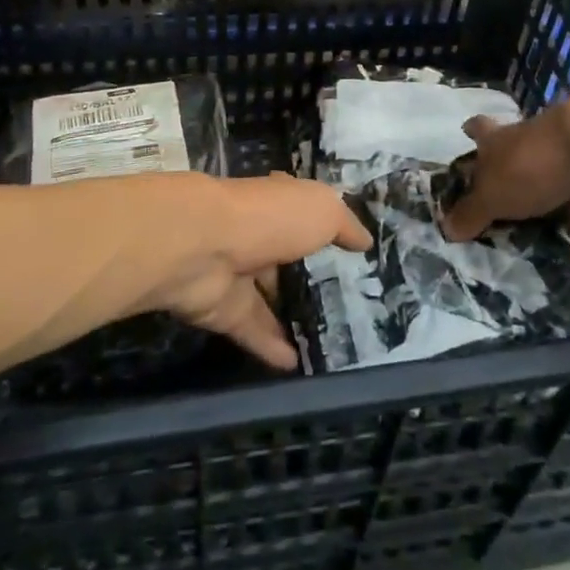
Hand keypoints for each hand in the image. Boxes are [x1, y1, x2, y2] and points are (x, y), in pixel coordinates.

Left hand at [147, 174, 370, 370]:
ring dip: (291, 316)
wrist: (204, 246)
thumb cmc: (270, 217)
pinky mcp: (224, 310)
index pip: (301, 211)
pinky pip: (253, 331)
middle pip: (285, 257)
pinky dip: (273, 347)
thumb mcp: (322, 209)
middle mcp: (257, 234)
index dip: (322, 226)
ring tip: (329, 341)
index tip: (348, 250)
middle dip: (307, 275)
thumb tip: (365, 240)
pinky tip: (300, 366)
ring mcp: (238, 273)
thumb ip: (344, 224)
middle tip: (345, 304)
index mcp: (278, 203)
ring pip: (269, 297)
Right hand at [444, 96, 569, 249]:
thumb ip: (471, 213)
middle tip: (503, 241)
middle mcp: (534, 155)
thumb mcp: (493, 193)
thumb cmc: (533, 166)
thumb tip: (446, 228)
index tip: (465, 140)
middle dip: (515, 205)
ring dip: (559, 240)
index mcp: (502, 144)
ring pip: (561, 210)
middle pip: (519, 176)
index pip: (481, 132)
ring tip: (548, 279)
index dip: (472, 135)